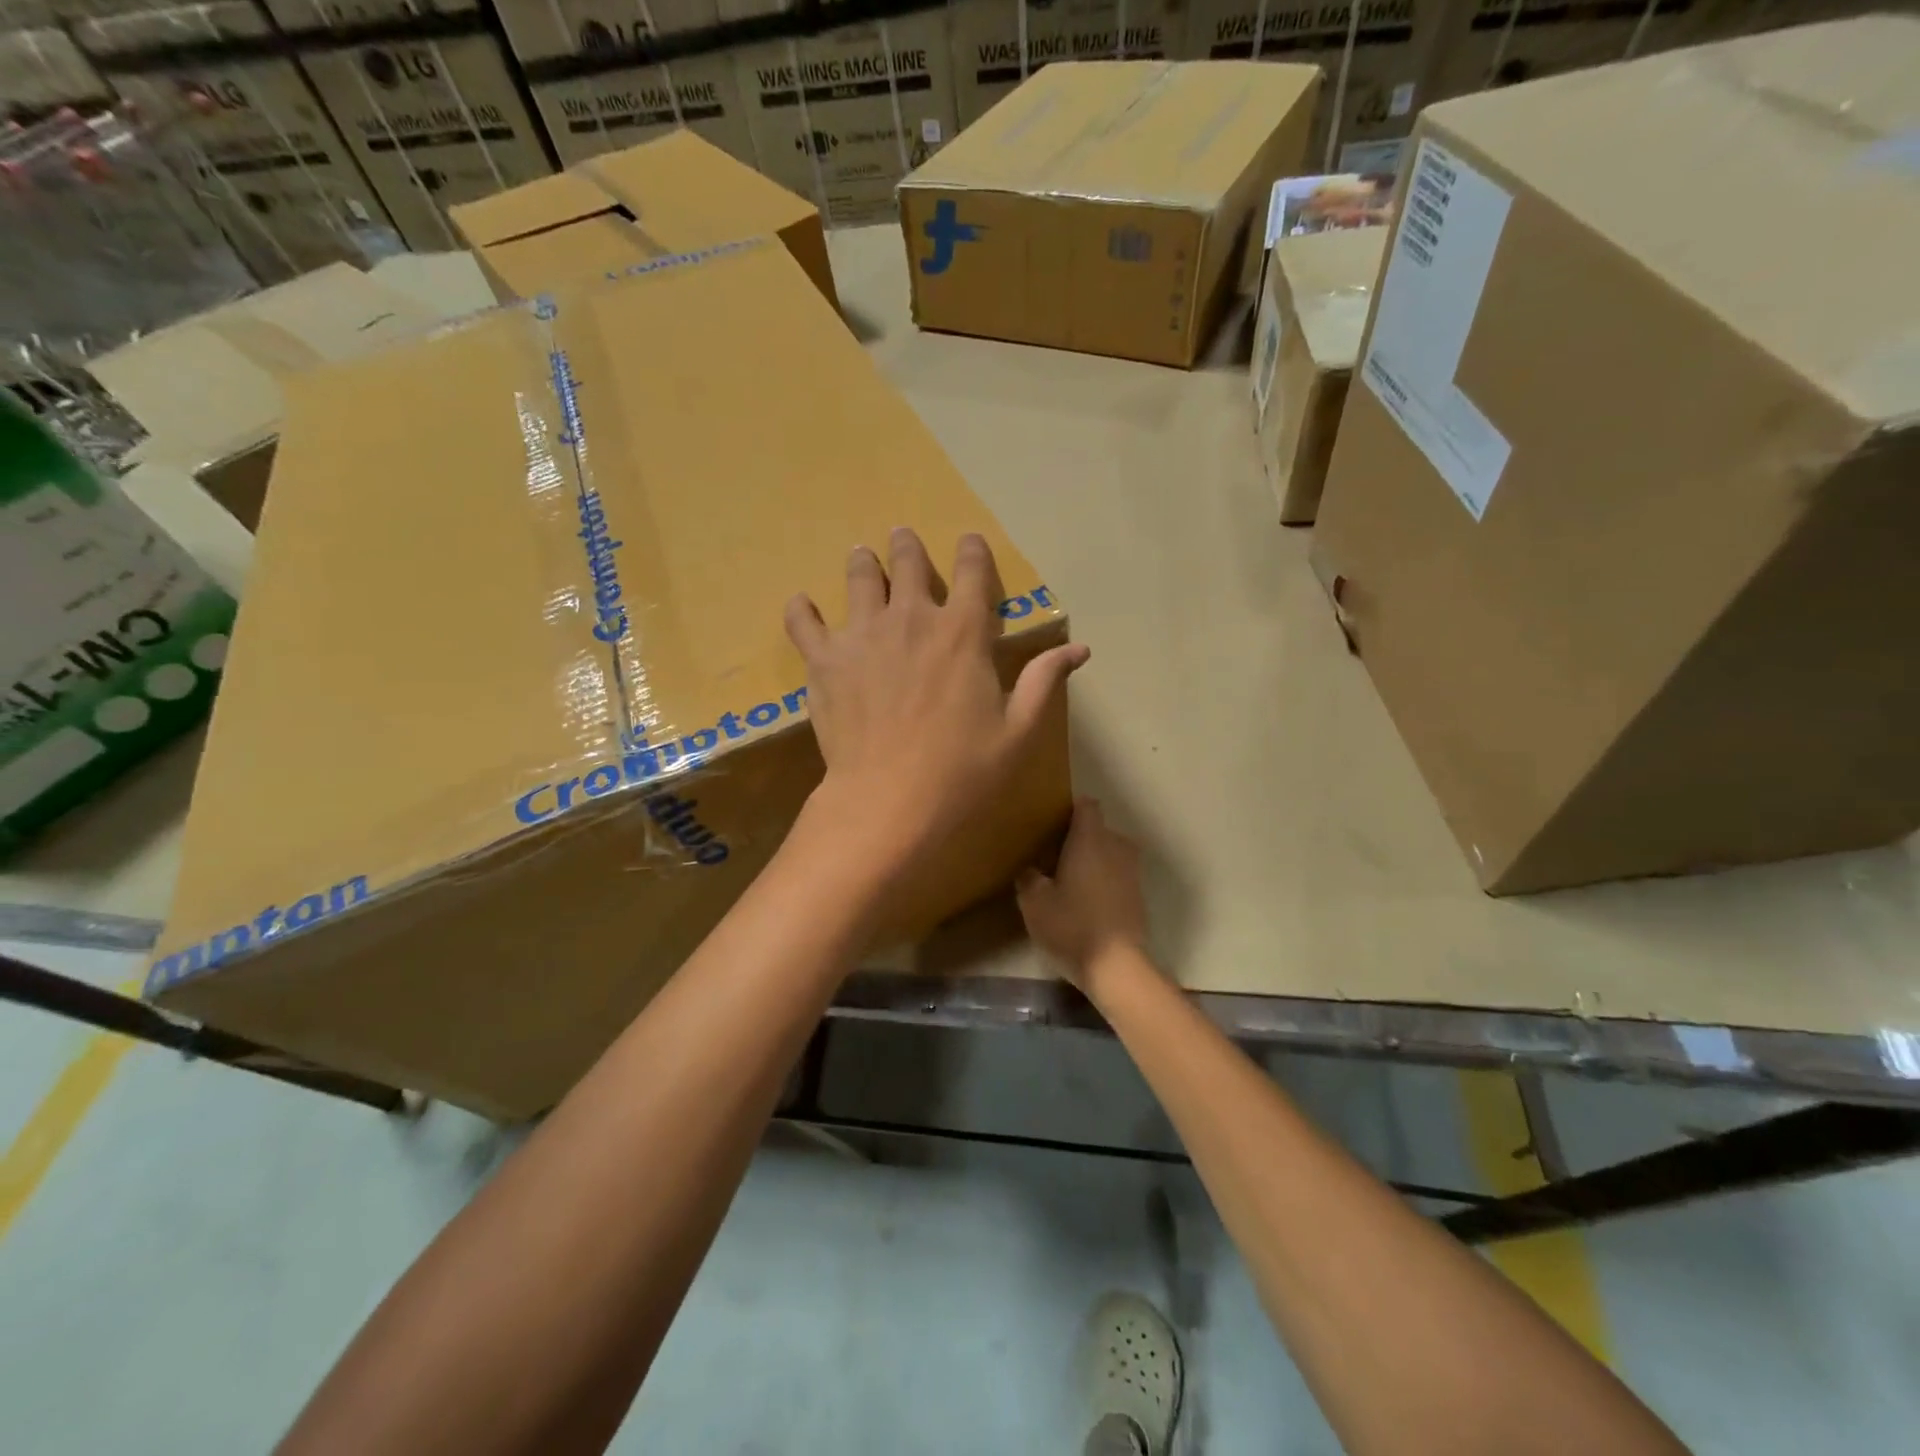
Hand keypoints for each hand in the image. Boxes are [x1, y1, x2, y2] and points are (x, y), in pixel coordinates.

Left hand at [784, 528, 1087, 879]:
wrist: (889, 802)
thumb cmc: (963, 771)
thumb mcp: (1018, 731)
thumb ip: (1043, 681)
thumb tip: (1080, 649)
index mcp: (963, 632)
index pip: (972, 572)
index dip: (972, 552)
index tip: (969, 541)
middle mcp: (911, 619)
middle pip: (908, 563)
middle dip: (907, 546)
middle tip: (902, 537)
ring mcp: (862, 636)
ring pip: (859, 579)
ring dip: (863, 563)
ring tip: (860, 555)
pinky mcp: (824, 662)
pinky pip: (804, 623)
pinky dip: (802, 610)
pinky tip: (802, 604)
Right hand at [1015, 798, 1149, 993]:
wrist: (1117, 967)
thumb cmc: (1072, 925)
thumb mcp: (1034, 902)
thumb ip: (1028, 877)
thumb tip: (1030, 868)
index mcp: (1091, 839)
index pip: (1086, 805)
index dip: (1069, 809)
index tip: (1051, 822)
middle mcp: (1116, 846)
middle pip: (1097, 830)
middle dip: (1077, 838)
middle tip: (1051, 856)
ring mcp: (1132, 871)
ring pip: (1108, 853)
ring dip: (1091, 860)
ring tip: (1066, 879)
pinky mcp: (1138, 895)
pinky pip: (1116, 874)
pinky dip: (1102, 880)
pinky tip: (1084, 901)